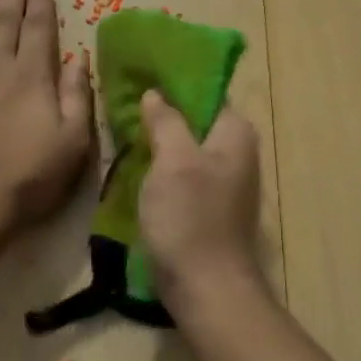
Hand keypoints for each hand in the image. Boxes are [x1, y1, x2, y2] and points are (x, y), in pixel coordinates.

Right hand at [138, 91, 263, 296]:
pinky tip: (136, 164)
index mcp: (235, 133)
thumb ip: (166, 121)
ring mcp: (224, 181)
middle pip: (196, 120)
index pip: (206, 92)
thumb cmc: (190, 217)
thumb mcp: (173, 160)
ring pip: (187, 148)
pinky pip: (184, 174)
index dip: (174, 82)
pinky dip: (163, 167)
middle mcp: (237, 152)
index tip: (140, 74)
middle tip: (123, 100)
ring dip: (160, 140)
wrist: (206, 286)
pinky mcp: (209, 206)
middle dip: (163, 111)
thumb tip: (156, 93)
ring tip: (124, 127)